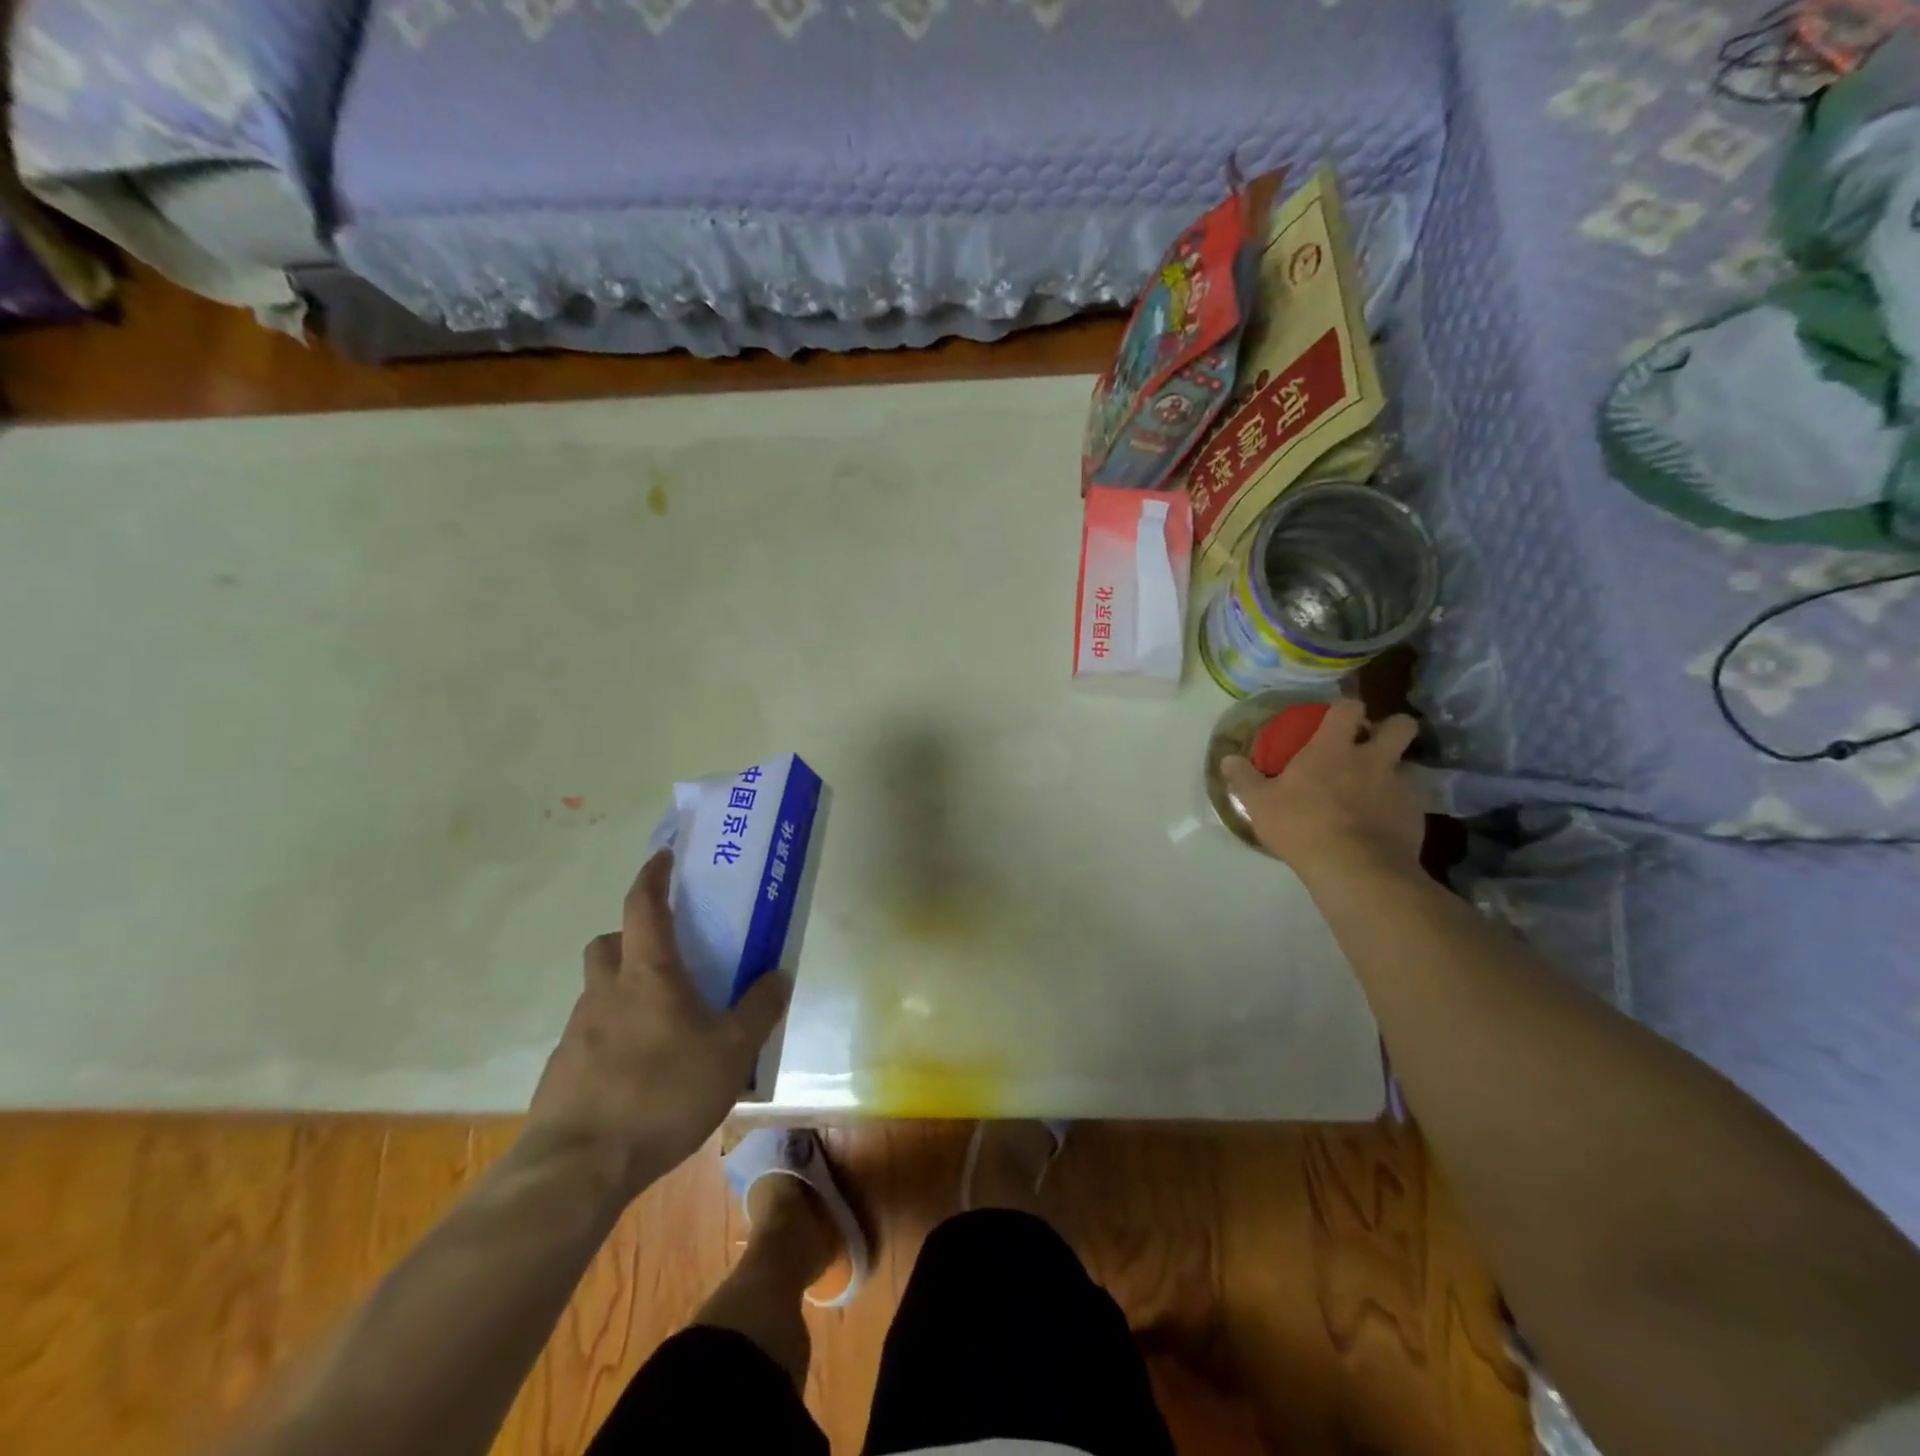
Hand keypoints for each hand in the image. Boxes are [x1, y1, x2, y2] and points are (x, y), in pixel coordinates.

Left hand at [524, 850, 789, 1204]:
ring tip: (663, 1024)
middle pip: (608, 943)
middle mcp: (606, 992)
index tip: (664, 858)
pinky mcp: (562, 1072)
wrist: (576, 1170)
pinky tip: (640, 1072)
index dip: (653, 876)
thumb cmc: (662, 1093)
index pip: (643, 905)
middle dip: (631, 937)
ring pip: (598, 990)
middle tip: (667, 955)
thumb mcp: (732, 1052)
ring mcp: (578, 1033)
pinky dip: (614, 1036)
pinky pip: (592, 1035)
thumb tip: (779, 975)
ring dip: (624, 990)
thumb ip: (759, 1010)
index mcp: (647, 973)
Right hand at [1220, 698, 1425, 881]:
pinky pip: (1410, 801)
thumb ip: (1243, 778)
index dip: (1345, 708)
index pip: (1349, 707)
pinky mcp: (1416, 815)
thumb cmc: (1302, 826)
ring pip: (1407, 765)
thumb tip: (1227, 759)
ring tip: (1373, 791)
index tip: (1337, 719)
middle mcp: (1373, 758)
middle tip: (1370, 745)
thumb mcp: (1259, 804)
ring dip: (1393, 771)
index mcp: (1333, 747)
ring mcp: (1400, 786)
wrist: (1355, 869)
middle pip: (1400, 725)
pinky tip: (1381, 825)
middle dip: (1390, 728)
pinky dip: (1397, 807)